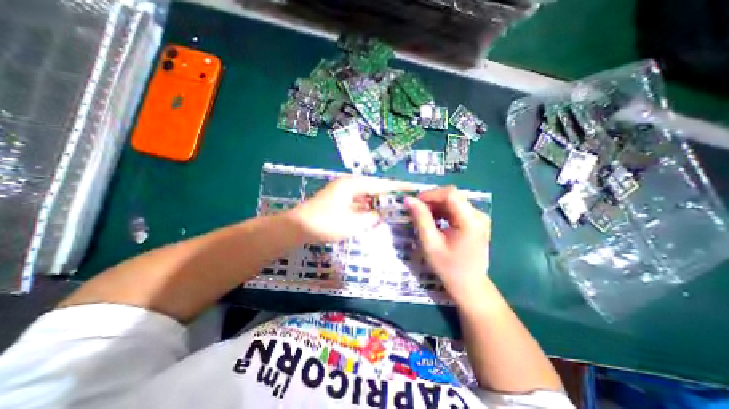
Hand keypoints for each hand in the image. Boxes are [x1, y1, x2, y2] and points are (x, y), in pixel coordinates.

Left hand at [287, 175, 408, 243]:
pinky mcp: (338, 200)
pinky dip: (367, 208)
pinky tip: (375, 214)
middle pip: (374, 188)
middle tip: (405, 201)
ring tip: (394, 208)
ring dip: (378, 202)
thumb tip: (380, 214)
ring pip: (366, 196)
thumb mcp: (353, 223)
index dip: (398, 186)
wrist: (297, 228)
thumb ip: (371, 217)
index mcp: (353, 184)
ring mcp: (342, 192)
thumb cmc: (325, 224)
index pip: (381, 184)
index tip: (413, 188)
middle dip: (389, 195)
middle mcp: (349, 184)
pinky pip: (358, 202)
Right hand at [405, 187, 488, 305]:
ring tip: (424, 219)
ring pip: (453, 201)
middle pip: (452, 196)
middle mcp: (479, 215)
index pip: (450, 194)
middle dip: (431, 201)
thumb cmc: (449, 268)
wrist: (470, 286)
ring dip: (436, 206)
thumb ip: (421, 219)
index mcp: (470, 221)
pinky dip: (442, 212)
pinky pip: (456, 208)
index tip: (415, 204)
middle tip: (416, 212)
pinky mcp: (476, 221)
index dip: (430, 194)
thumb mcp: (431, 244)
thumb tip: (408, 199)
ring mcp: (479, 218)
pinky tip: (435, 222)